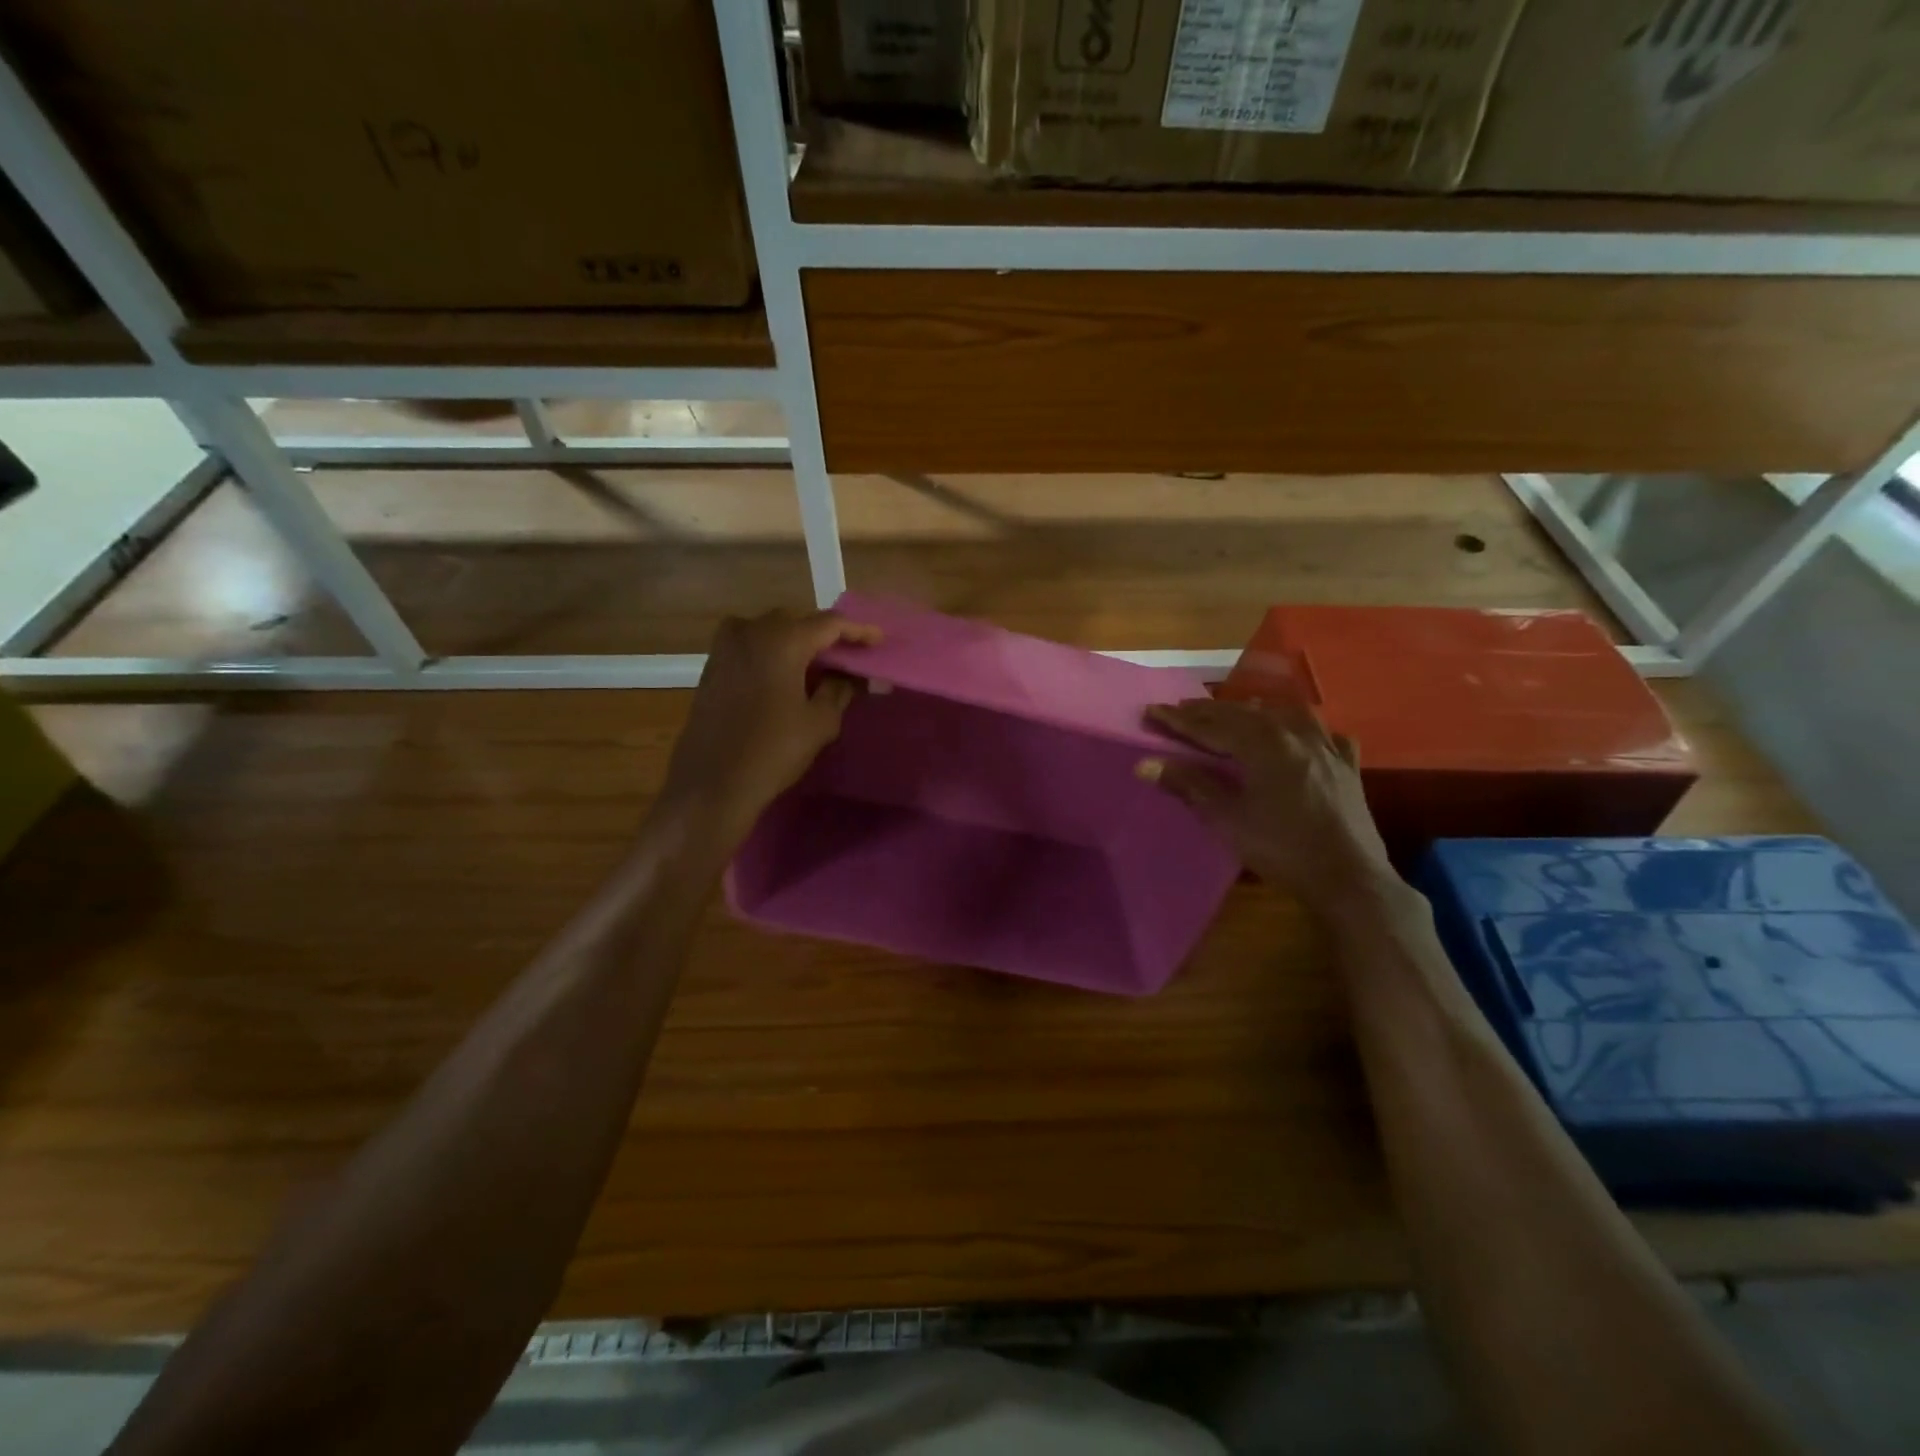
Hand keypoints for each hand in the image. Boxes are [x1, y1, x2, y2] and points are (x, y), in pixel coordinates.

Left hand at [659, 609, 878, 846]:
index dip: (857, 631)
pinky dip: (773, 652)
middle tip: (848, 656)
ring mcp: (726, 647)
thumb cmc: (773, 751)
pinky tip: (787, 675)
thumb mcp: (820, 722)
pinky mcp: (712, 666)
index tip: (878, 640)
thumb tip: (849, 676)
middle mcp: (751, 631)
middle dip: (825, 635)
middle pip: (798, 621)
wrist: (712, 784)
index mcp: (782, 640)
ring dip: (797, 642)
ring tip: (819, 665)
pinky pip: (751, 646)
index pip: (829, 623)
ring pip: (771, 631)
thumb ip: (840, 690)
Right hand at [1141, 692, 1393, 913]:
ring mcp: (1327, 747)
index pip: (1210, 725)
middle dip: (1210, 711)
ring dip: (1255, 712)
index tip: (1151, 710)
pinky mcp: (1348, 767)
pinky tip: (1304, 736)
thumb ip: (1189, 785)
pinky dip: (1305, 730)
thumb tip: (1146, 764)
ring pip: (1285, 715)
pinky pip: (1324, 735)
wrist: (1347, 878)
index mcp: (1263, 743)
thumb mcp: (1227, 819)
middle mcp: (1295, 733)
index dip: (1178, 719)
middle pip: (1245, 714)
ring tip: (1238, 713)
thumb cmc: (1281, 847)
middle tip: (1182, 708)